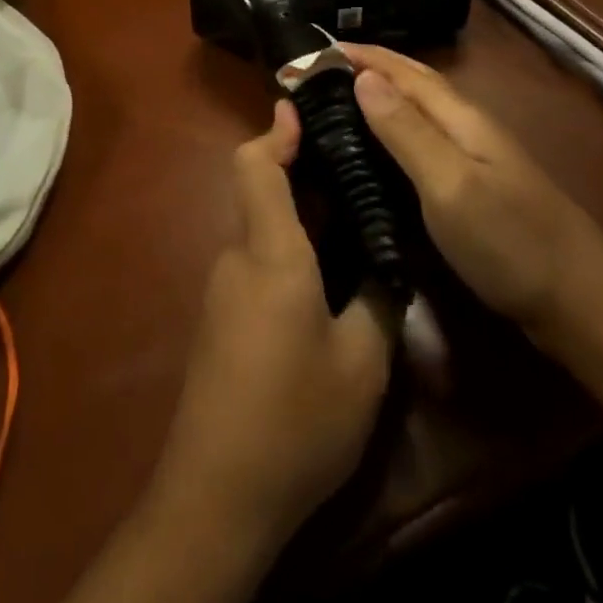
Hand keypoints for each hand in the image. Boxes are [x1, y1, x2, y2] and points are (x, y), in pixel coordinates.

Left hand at [153, 100, 393, 546]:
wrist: (217, 496)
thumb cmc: (295, 420)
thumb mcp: (361, 364)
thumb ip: (378, 301)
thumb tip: (386, 265)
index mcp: (270, 253)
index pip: (255, 166)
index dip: (276, 131)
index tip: (302, 107)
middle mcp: (237, 258)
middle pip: (259, 192)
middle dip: (299, 171)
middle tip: (353, 167)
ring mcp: (223, 290)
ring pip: (261, 231)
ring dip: (298, 216)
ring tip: (352, 221)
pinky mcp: (221, 322)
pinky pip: (256, 264)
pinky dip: (288, 251)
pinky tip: (326, 280)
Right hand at [341, 43, 602, 343]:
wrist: (581, 304)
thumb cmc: (510, 242)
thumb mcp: (450, 184)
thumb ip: (406, 131)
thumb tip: (362, 76)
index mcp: (460, 117)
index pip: (401, 70)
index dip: (360, 55)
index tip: (310, 50)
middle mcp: (466, 126)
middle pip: (412, 82)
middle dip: (367, 68)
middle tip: (316, 72)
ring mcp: (474, 157)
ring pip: (417, 110)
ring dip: (378, 96)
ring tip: (335, 102)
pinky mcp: (473, 186)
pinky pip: (421, 140)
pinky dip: (391, 130)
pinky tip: (375, 149)